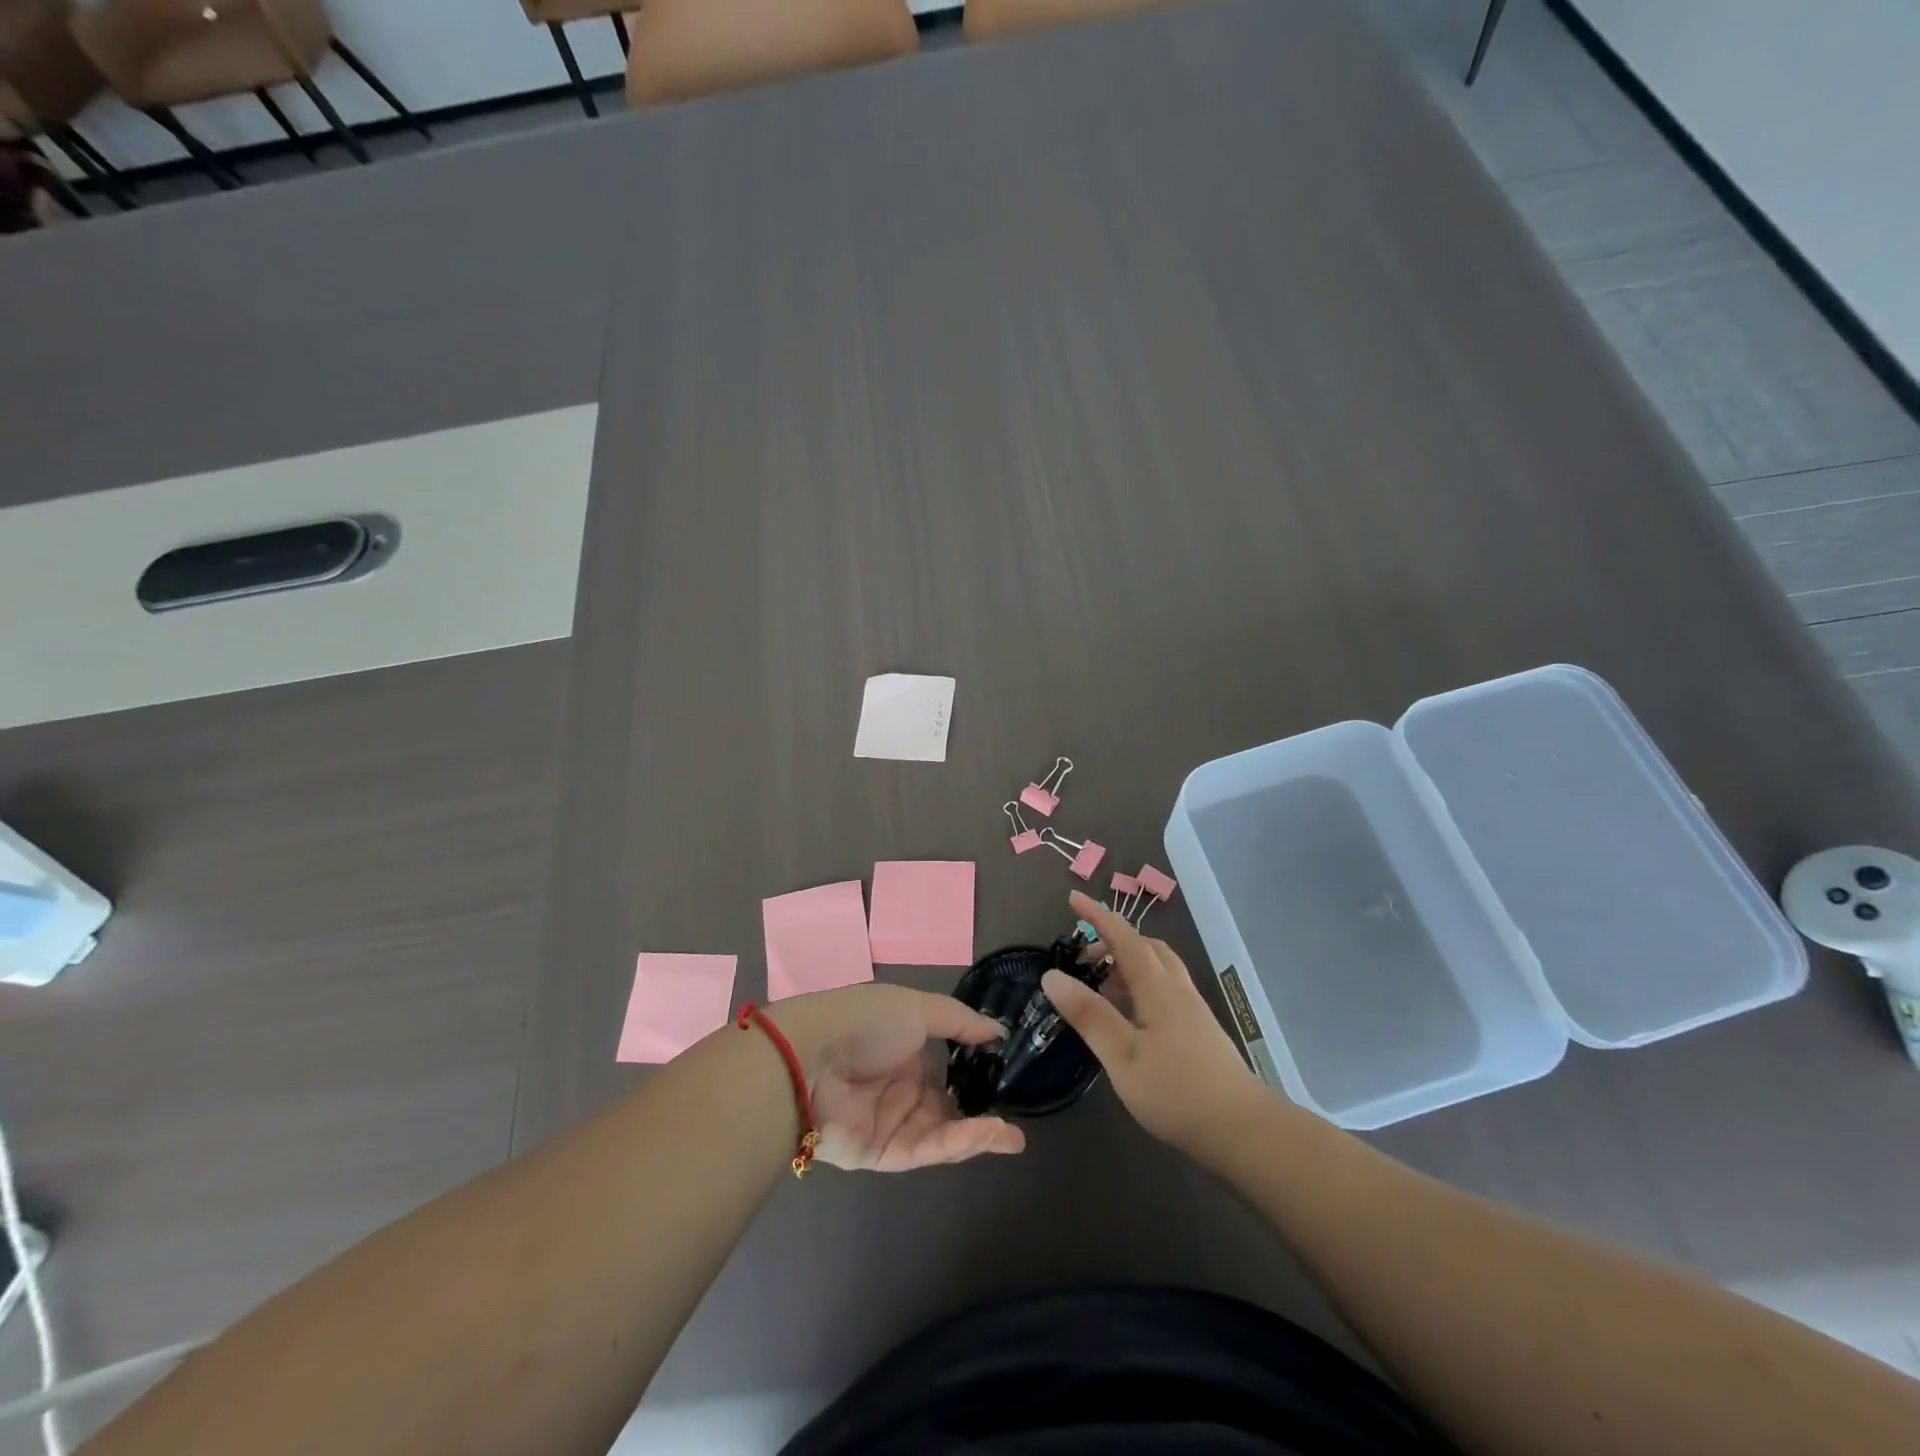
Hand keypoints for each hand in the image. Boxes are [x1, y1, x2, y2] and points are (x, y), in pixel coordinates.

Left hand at [773, 984, 1026, 1171]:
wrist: (809, 1059)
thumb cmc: (866, 1022)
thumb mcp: (917, 1008)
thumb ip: (960, 1022)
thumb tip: (998, 1029)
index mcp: (904, 1046)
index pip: (947, 1065)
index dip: (976, 1071)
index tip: (1007, 1075)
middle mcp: (900, 1084)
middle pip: (948, 1103)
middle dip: (982, 1110)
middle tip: (1017, 1117)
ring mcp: (892, 1121)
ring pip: (943, 1131)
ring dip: (979, 1133)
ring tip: (1013, 1136)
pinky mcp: (883, 1153)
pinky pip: (928, 1149)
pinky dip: (960, 1143)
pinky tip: (990, 1134)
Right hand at [1044, 890, 1265, 1154]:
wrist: (1244, 1130)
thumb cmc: (1176, 1091)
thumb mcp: (1121, 1056)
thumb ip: (1088, 1015)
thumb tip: (1052, 976)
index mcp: (1158, 988)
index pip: (1124, 938)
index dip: (1098, 916)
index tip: (1073, 898)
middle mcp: (1178, 990)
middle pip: (1147, 948)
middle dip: (1114, 941)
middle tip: (1084, 957)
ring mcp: (1193, 1011)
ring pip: (1159, 969)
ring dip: (1128, 964)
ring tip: (1101, 987)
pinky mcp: (1200, 1032)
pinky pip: (1166, 990)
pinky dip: (1141, 986)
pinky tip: (1130, 1017)